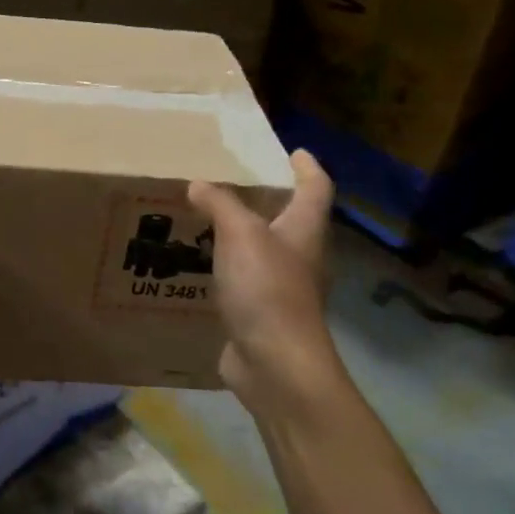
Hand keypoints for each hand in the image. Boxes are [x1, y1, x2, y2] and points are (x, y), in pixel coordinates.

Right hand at [188, 150, 338, 410]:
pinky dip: (227, 269)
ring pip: (265, 252)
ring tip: (207, 222)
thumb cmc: (266, 289)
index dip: (307, 167)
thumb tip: (198, 184)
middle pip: (292, 220)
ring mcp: (283, 289)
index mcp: (305, 230)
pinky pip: (244, 282)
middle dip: (269, 201)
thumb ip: (220, 205)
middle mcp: (301, 257)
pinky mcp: (262, 315)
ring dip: (242, 236)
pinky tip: (200, 268)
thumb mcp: (240, 235)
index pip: (315, 188)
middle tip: (234, 184)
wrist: (274, 362)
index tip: (294, 151)